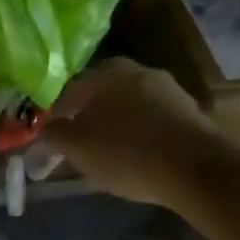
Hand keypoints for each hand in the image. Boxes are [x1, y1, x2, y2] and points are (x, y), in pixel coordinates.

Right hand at [40, 59, 220, 206]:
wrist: (197, 169)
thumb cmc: (127, 153)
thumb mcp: (78, 148)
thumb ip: (54, 135)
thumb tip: (42, 127)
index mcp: (106, 72)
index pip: (66, 92)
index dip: (53, 118)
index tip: (48, 142)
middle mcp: (137, 70)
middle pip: (98, 97)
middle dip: (84, 121)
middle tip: (75, 150)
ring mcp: (166, 89)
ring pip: (125, 108)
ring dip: (112, 128)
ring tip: (105, 157)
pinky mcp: (187, 111)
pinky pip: (149, 121)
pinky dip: (137, 135)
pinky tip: (135, 158)